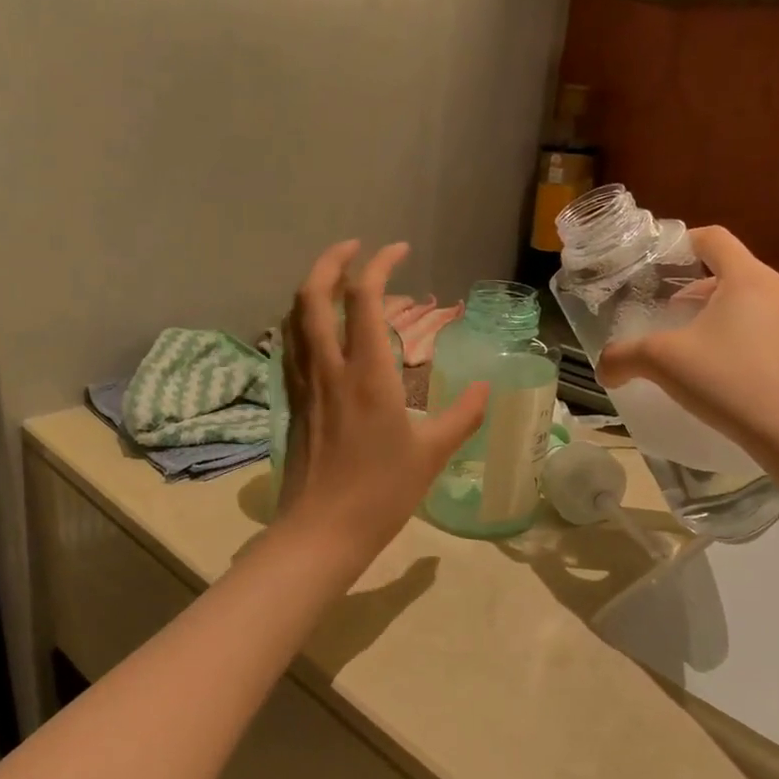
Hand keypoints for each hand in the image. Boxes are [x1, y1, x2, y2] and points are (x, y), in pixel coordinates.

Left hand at [277, 242, 487, 568]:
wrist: (321, 530)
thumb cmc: (381, 492)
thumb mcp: (432, 454)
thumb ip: (463, 416)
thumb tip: (488, 388)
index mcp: (367, 373)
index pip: (364, 298)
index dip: (379, 264)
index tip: (398, 249)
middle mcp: (328, 367)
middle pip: (313, 294)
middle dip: (330, 260)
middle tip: (353, 248)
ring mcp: (304, 383)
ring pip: (294, 318)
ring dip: (312, 288)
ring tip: (336, 281)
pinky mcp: (293, 401)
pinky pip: (290, 346)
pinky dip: (303, 321)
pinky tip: (319, 330)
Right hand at [596, 226, 778, 450]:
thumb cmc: (725, 380)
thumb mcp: (661, 362)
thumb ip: (623, 357)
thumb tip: (603, 368)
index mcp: (747, 278)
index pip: (714, 238)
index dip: (683, 242)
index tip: (660, 262)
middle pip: (732, 270)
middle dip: (697, 286)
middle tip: (668, 310)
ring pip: (751, 300)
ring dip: (719, 311)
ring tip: (693, 341)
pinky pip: (768, 327)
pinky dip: (741, 334)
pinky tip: (722, 367)